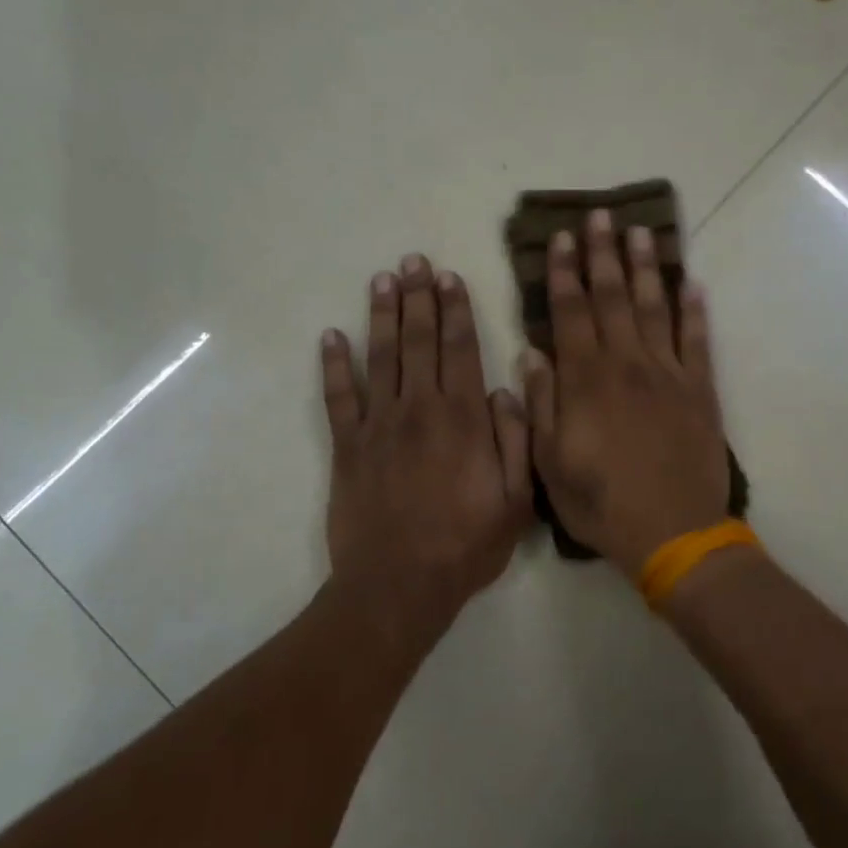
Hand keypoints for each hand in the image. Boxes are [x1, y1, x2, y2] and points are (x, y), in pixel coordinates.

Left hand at [322, 254, 531, 626]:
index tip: (450, 277)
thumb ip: (517, 441)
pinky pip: (338, 397)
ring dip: (382, 315)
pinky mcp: (347, 446)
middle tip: (414, 261)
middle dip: (419, 298)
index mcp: (464, 419)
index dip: (456, 310)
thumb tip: (507, 390)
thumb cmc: (465, 546)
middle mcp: (420, 409)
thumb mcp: (516, 501)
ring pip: (380, 357)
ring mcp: (378, 425)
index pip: (461, 349)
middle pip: (419, 341)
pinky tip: (331, 336)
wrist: (399, 586)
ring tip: (383, 280)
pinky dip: (334, 365)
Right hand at [523, 209, 729, 575]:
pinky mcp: (700, 390)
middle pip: (613, 298)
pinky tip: (692, 284)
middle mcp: (627, 364)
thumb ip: (540, 404)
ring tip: (642, 232)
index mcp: (586, 380)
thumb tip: (533, 354)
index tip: (563, 239)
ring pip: (655, 308)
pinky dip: (695, 311)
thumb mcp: (549, 463)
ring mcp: (668, 374)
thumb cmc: (601, 502)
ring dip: (647, 268)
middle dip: (604, 254)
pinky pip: (698, 341)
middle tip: (602, 216)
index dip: (566, 272)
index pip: (571, 312)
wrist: (674, 532)